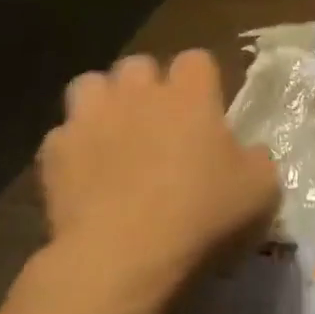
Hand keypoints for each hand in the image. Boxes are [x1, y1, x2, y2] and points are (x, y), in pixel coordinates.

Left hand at [37, 51, 279, 313]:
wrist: (123, 253)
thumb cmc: (203, 213)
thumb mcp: (261, 189)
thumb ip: (256, 159)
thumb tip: (248, 152)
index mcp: (190, 96)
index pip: (197, 60)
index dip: (203, 80)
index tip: (210, 108)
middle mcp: (137, 94)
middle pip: (139, 65)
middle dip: (149, 86)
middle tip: (163, 122)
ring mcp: (89, 119)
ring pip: (91, 85)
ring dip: (105, 103)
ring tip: (118, 135)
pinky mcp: (53, 152)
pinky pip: (64, 135)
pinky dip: (77, 148)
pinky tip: (88, 176)